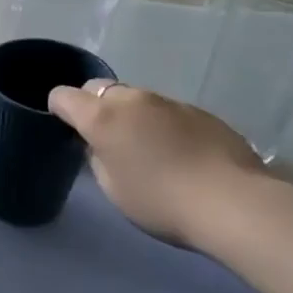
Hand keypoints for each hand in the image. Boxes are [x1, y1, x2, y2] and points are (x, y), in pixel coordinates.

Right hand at [50, 80, 269, 248]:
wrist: (234, 203)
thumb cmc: (160, 201)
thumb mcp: (112, 187)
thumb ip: (98, 158)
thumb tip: (102, 145)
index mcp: (102, 117)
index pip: (63, 96)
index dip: (59, 109)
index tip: (66, 129)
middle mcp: (133, 100)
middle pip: (100, 89)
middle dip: (95, 107)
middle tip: (106, 138)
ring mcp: (170, 102)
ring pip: (136, 99)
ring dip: (131, 115)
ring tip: (146, 148)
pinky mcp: (201, 112)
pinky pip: (167, 111)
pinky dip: (162, 124)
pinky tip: (179, 153)